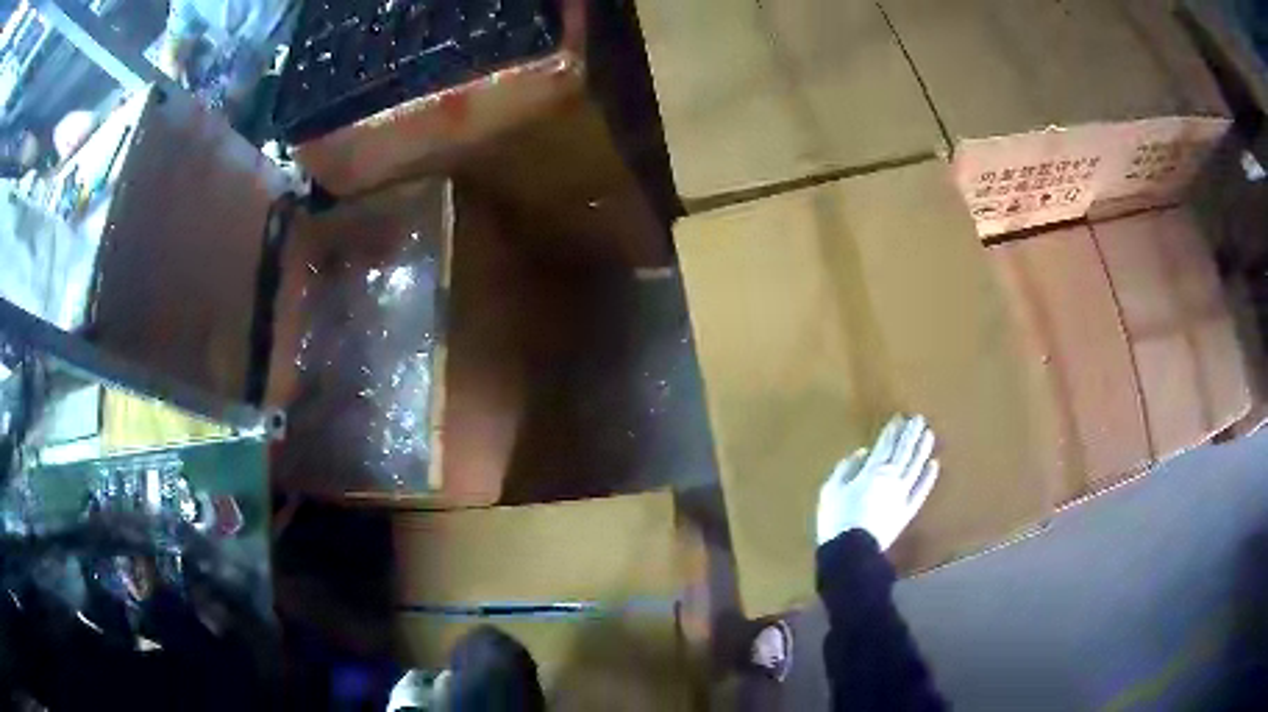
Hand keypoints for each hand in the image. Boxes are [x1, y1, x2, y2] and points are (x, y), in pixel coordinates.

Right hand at [816, 415, 940, 549]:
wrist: (852, 551)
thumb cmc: (837, 518)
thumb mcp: (831, 489)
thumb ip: (847, 468)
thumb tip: (863, 453)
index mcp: (872, 470)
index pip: (886, 444)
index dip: (893, 430)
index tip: (900, 417)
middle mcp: (892, 478)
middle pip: (904, 451)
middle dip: (911, 434)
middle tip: (919, 418)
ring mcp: (903, 494)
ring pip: (916, 466)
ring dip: (923, 449)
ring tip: (929, 434)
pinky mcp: (907, 511)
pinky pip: (921, 491)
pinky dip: (928, 477)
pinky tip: (934, 465)